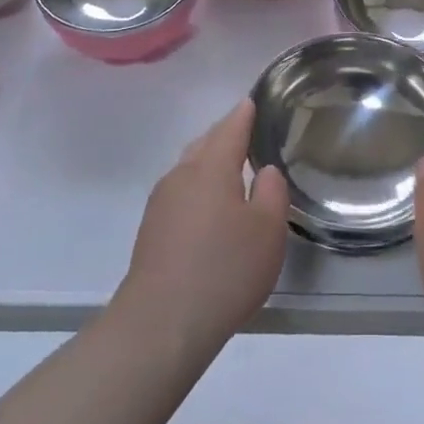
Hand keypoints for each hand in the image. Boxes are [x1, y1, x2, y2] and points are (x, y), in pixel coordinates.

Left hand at [116, 101, 288, 357]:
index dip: (244, 114)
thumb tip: (264, 171)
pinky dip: (198, 186)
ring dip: (209, 161)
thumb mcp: (267, 230)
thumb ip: (271, 193)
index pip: (230, 128)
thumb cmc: (225, 269)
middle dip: (224, 134)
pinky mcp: (152, 229)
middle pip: (205, 143)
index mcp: (211, 167)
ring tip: (231, 167)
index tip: (252, 101)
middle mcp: (181, 175)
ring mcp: (161, 202)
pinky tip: (209, 206)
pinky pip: (180, 192)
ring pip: (189, 167)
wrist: (162, 322)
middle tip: (246, 131)